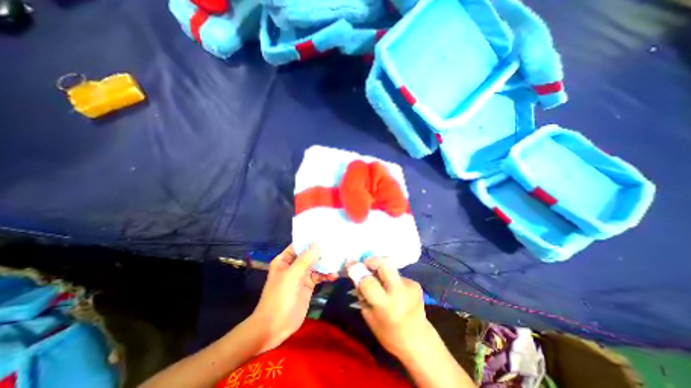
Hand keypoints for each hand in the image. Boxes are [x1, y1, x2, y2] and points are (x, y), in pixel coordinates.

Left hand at [252, 247, 336, 352]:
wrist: (275, 327)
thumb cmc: (279, 298)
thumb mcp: (292, 276)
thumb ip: (306, 259)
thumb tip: (318, 243)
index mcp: (285, 259)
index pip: (299, 244)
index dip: (311, 239)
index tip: (326, 234)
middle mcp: (294, 264)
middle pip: (310, 254)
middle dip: (322, 251)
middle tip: (337, 245)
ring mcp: (302, 275)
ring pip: (316, 264)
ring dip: (326, 263)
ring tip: (339, 260)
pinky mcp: (308, 285)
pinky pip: (319, 276)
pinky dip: (326, 275)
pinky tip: (334, 276)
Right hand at [348, 256, 432, 358]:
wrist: (419, 341)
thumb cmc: (388, 333)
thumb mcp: (368, 316)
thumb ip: (362, 293)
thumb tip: (357, 273)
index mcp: (386, 305)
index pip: (368, 282)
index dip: (358, 270)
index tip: (350, 263)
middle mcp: (399, 292)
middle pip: (385, 264)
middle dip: (372, 260)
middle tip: (365, 265)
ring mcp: (409, 286)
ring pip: (390, 268)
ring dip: (381, 272)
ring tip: (381, 284)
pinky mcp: (415, 283)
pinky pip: (397, 275)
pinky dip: (390, 279)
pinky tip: (392, 290)